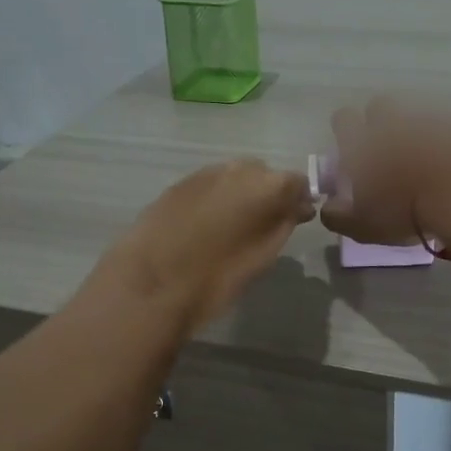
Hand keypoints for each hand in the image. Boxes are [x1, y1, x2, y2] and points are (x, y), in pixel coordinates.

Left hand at [93, 159, 316, 333]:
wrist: (152, 282)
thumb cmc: (217, 276)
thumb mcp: (263, 256)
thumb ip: (284, 224)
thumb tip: (296, 208)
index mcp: (267, 185)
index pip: (297, 182)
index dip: (298, 201)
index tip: (296, 221)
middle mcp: (237, 168)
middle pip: (263, 174)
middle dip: (268, 194)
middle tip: (262, 226)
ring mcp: (204, 173)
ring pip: (233, 177)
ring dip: (239, 195)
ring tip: (231, 227)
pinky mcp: (177, 184)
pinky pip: (208, 186)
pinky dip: (213, 200)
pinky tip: (204, 226)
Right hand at [319, 99, 450, 249]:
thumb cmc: (404, 209)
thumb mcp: (361, 225)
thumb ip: (337, 215)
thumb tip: (329, 206)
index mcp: (363, 140)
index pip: (343, 119)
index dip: (345, 132)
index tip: (351, 151)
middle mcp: (393, 122)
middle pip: (380, 106)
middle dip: (381, 123)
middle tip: (388, 153)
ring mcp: (431, 120)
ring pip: (417, 116)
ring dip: (417, 133)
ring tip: (426, 162)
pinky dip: (450, 141)